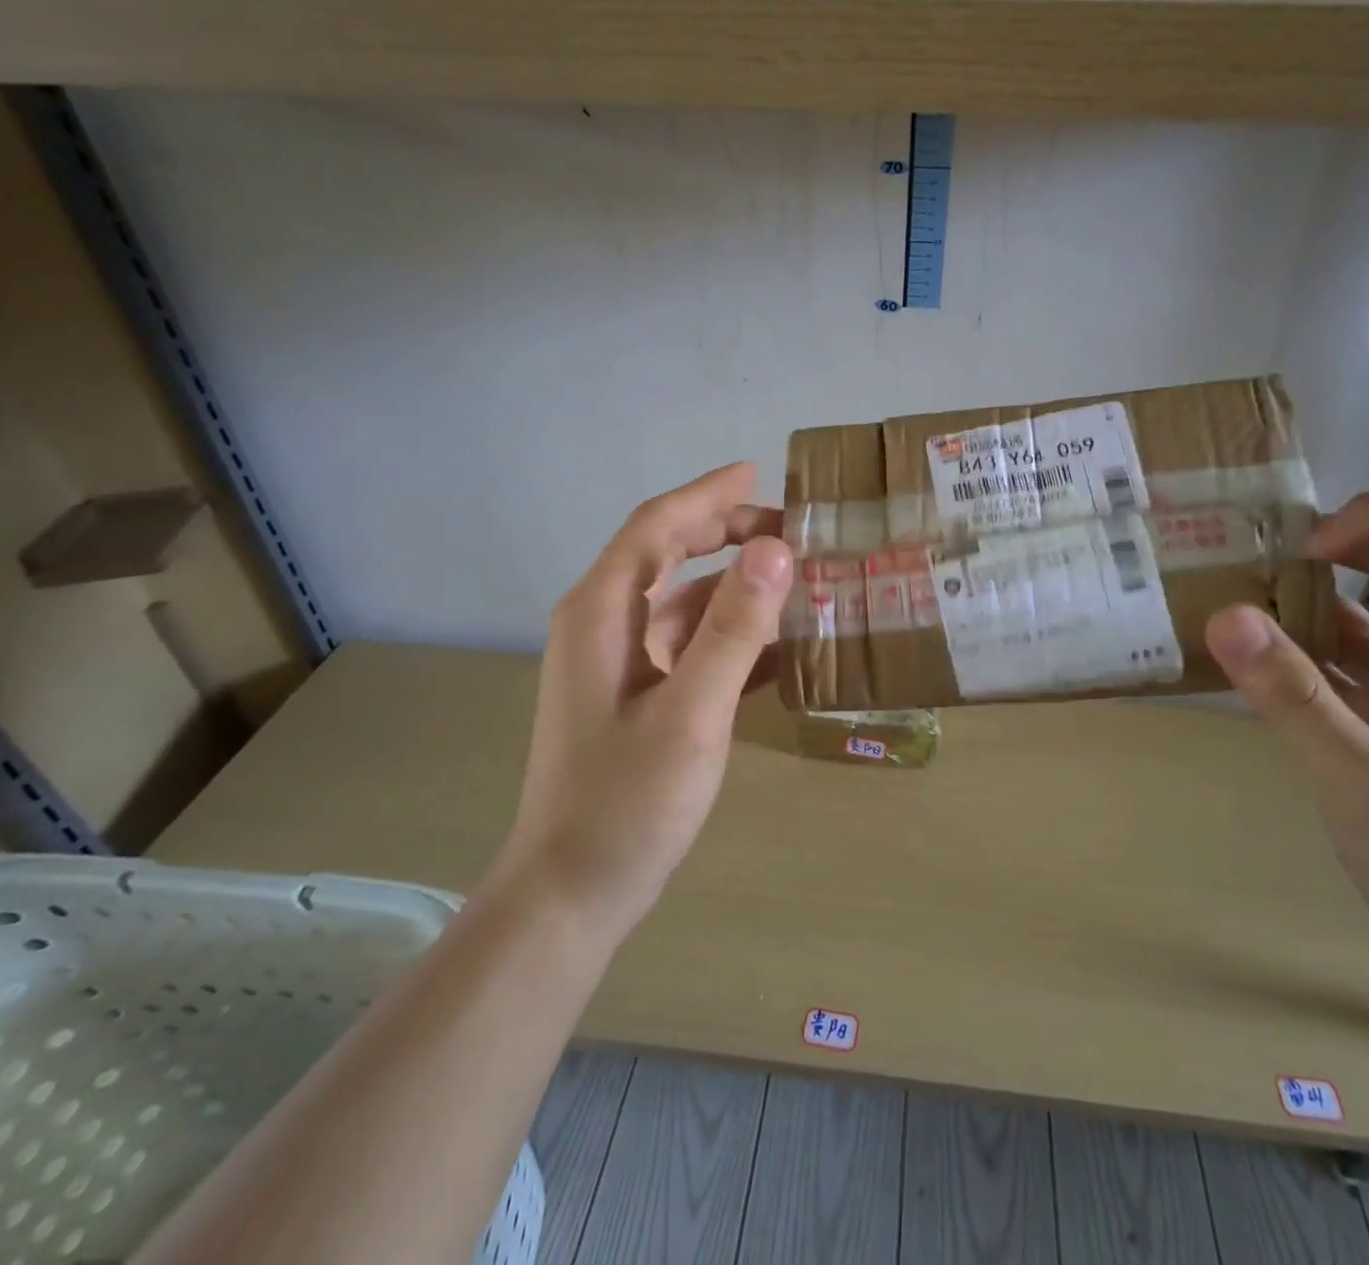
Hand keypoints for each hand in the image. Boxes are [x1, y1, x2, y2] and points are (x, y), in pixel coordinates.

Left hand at [496, 463, 793, 938]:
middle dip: (724, 534)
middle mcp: (603, 625)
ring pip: (681, 602)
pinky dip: (729, 635)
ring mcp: (617, 663)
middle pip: (666, 555)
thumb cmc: (626, 803)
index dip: (706, 495)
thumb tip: (775, 548)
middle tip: (791, 532)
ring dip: (734, 588)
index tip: (758, 473)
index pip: (656, 527)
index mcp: (601, 613)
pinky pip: (686, 646)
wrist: (570, 894)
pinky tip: (778, 646)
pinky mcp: (634, 696)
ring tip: (797, 583)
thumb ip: (734, 629)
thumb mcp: (691, 713)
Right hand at [1204, 492, 1368, 995]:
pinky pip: (1341, 658)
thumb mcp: (1361, 780)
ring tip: (1226, 605)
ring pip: (1362, 609)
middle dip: (1325, 548)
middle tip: (1250, 567)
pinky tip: (1243, 666)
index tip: (1303, 556)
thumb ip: (1293, 696)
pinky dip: (1293, 647)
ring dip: (1298, 599)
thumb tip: (1224, 613)